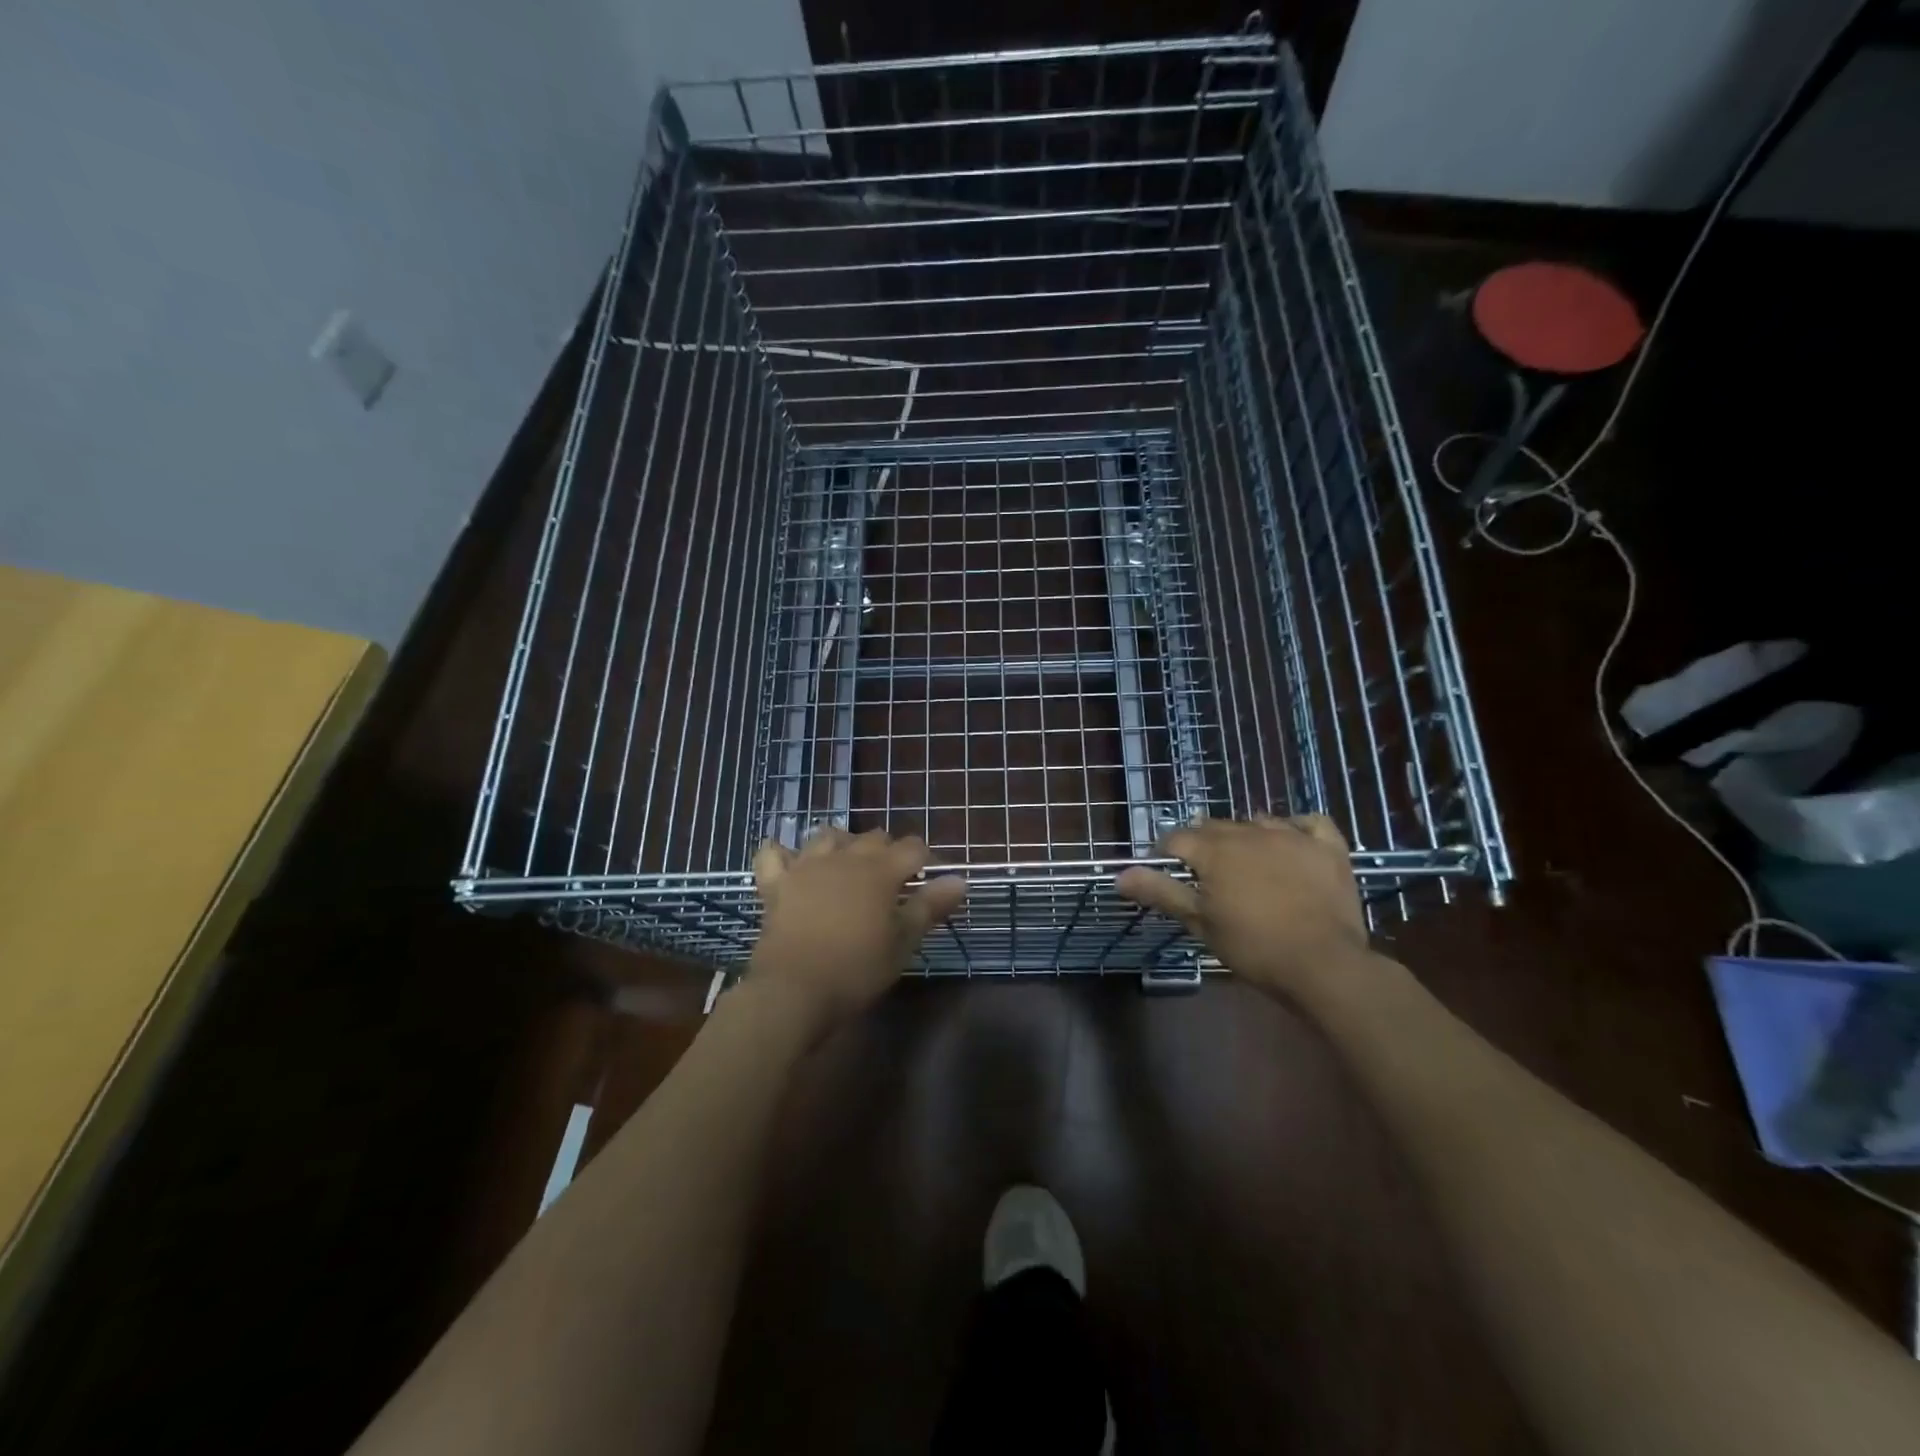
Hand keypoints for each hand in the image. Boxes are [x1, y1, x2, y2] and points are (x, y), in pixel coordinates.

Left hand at [748, 827, 965, 1034]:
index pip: (913, 847)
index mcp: (880, 870)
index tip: (931, 877)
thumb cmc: (856, 968)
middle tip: (893, 879)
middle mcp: (845, 857)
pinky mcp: (776, 883)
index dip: (927, 858)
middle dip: (888, 850)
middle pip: (873, 837)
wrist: (794, 990)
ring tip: (848, 865)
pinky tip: (790, 862)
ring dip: (843, 844)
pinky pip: (773, 854)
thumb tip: (960, 879)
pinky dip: (782, 853)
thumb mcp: (903, 942)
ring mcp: (806, 866)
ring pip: (828, 836)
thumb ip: (930, 906)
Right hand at [1115, 815, 1371, 999]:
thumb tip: (1119, 875)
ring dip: (1244, 835)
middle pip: (1215, 826)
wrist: (1323, 964)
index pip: (1177, 838)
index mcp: (1215, 850)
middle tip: (1204, 874)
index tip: (1164, 871)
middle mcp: (1250, 832)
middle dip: (1202, 843)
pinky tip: (1290, 840)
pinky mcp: (1327, 847)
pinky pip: (1308, 822)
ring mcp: (1293, 836)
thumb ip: (1161, 892)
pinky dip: (1295, 827)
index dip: (1165, 852)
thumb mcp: (1199, 922)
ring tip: (1244, 861)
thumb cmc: (1253, 946)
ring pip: (1256, 822)